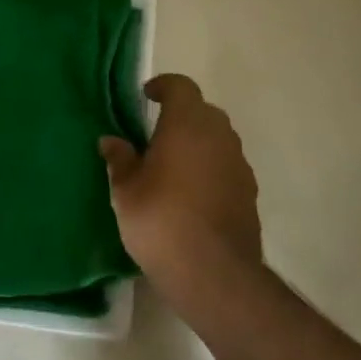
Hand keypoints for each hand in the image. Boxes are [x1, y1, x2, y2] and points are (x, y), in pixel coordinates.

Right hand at [100, 74, 260, 305]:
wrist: (214, 273)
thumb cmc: (161, 221)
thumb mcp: (126, 191)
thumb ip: (120, 160)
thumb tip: (111, 141)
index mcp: (187, 124)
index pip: (181, 86)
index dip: (163, 86)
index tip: (146, 96)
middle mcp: (218, 135)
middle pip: (202, 111)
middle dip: (180, 115)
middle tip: (155, 134)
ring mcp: (238, 163)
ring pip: (217, 138)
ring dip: (197, 142)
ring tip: (173, 165)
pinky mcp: (249, 191)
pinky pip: (226, 165)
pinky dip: (210, 168)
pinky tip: (192, 193)